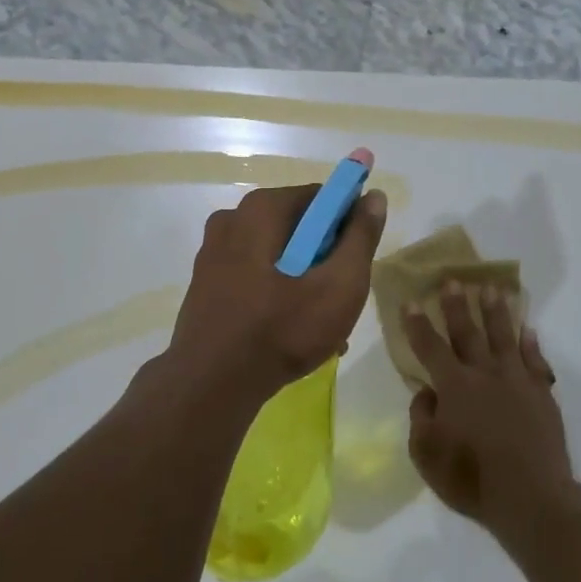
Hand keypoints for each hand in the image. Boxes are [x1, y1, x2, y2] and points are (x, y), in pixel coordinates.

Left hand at [166, 182, 387, 399]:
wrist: (211, 385)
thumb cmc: (282, 329)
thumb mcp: (340, 284)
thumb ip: (361, 237)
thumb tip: (374, 196)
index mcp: (262, 208)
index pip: (322, 198)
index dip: (348, 225)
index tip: (357, 263)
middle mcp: (232, 218)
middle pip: (298, 227)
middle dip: (325, 260)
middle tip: (342, 300)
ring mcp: (213, 251)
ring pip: (277, 256)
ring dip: (304, 283)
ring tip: (322, 327)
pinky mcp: (206, 282)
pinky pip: (254, 276)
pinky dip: (277, 295)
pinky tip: (291, 332)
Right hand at [404, 285, 578, 543]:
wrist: (532, 498)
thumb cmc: (472, 479)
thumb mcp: (427, 455)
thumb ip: (421, 418)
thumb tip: (427, 393)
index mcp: (454, 387)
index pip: (430, 347)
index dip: (417, 324)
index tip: (409, 302)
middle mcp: (484, 374)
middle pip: (468, 332)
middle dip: (457, 305)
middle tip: (453, 280)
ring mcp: (517, 381)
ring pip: (504, 336)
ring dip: (496, 311)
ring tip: (492, 289)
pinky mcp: (542, 394)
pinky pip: (535, 359)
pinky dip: (531, 342)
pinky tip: (528, 328)